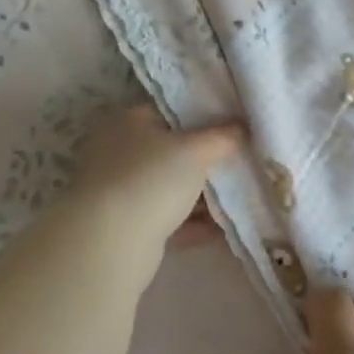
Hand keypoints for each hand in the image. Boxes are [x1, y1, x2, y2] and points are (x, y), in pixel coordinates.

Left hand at [58, 104, 244, 261]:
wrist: (111, 242)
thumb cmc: (151, 179)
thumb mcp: (194, 150)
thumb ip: (222, 136)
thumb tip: (242, 126)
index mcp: (128, 122)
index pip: (170, 110)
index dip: (204, 116)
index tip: (235, 125)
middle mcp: (120, 152)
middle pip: (172, 152)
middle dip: (206, 160)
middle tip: (242, 163)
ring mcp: (122, 191)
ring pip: (171, 188)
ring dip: (203, 195)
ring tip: (240, 197)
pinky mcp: (128, 227)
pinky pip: (169, 219)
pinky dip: (194, 223)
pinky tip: (225, 229)